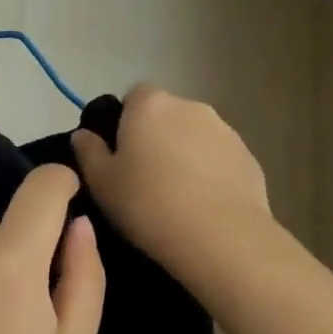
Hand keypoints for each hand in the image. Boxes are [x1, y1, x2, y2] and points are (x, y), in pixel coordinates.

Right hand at [71, 83, 275, 299]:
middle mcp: (190, 106)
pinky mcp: (249, 158)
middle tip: (144, 178)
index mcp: (150, 105)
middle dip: (156, 138)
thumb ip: (88, 152)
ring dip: (184, 155)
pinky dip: (210, 174)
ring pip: (195, 136)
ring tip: (176, 196)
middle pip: (166, 115)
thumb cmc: (148, 204)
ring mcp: (225, 131)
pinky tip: (203, 206)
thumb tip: (83, 135)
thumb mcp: (101, 182)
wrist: (220, 238)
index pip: (133, 96)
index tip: (120, 155)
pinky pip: (219, 159)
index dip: (124, 122)